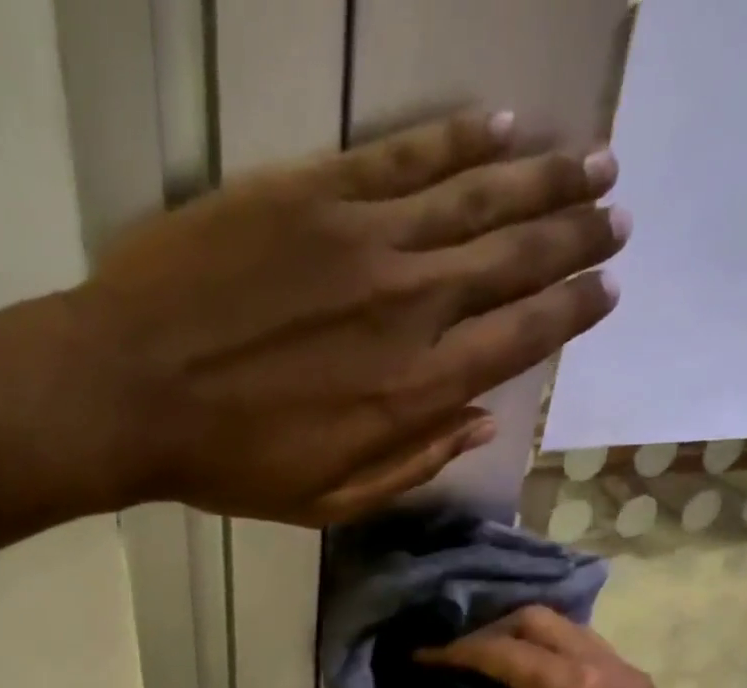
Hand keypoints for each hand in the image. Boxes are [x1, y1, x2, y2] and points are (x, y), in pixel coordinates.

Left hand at [0, 110, 627, 525]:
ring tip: (594, 162)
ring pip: (478, 195)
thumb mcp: (328, 501)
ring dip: (545, 178)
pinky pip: (406, 155)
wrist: (129, 391)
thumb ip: (412, 463)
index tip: (607, 289)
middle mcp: (408, 306)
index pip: (519, 339)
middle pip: (514, 259)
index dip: (571, 311)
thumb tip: (482, 422)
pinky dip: (460, 139)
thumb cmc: (228, 464)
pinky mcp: (315, 192)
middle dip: (575, 237)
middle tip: (617, 215)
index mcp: (412, 391)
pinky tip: (503, 127)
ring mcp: (363, 239)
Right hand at [418, 606, 689, 687]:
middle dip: (491, 633)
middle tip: (453, 657)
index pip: (499, 649)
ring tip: (483, 667)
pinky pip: (590, 661)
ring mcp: (632, 685)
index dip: (452, 652)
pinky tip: (523, 686)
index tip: (418, 657)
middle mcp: (608, 670)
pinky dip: (554, 662)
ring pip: (570, 635)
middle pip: (539, 622)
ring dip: (526, 644)